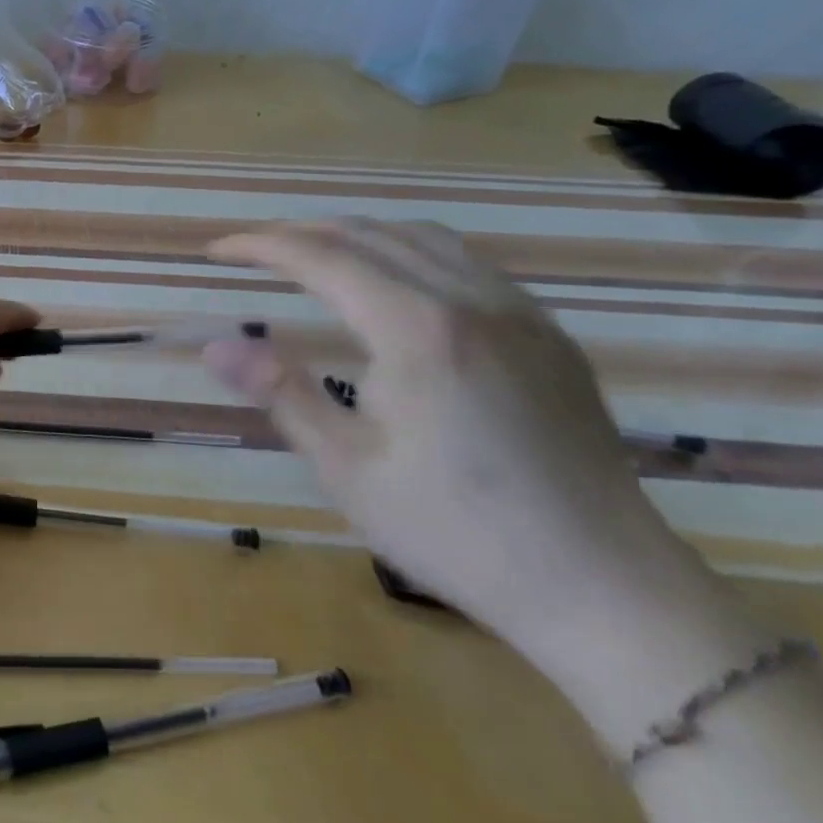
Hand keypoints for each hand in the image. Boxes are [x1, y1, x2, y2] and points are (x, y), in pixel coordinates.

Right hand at [203, 220, 728, 672]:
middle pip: (370, 233)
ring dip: (357, 233)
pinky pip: (467, 262)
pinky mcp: (548, 335)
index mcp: (417, 329)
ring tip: (313, 253)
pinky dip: (409, 250)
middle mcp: (471, 301)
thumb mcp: (347, 470)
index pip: (322, 257)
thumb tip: (215, 346)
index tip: (217, 249)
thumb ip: (280, 393)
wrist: (607, 591)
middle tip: (252, 249)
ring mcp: (520, 313)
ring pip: (424, 237)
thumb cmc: (458, 534)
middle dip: (301, 231)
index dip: (262, 244)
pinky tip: (395, 282)